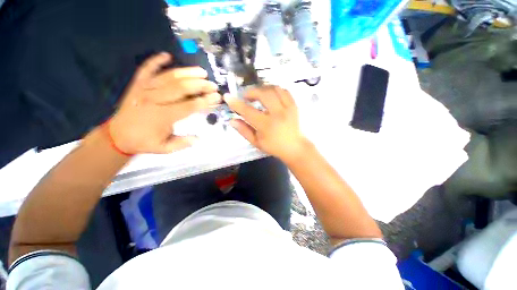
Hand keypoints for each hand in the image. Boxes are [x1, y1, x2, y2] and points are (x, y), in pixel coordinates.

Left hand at [109, 52, 220, 153]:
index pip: (189, 106)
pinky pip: (146, 68)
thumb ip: (182, 143)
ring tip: (201, 72)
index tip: (216, 98)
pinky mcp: (137, 84)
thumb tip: (199, 138)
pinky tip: (167, 55)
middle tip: (213, 85)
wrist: (117, 135)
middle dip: (200, 85)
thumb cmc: (143, 141)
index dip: (205, 101)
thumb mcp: (165, 148)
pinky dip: (156, 60)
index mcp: (163, 116)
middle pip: (181, 88)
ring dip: (187, 72)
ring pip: (169, 76)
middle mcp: (154, 99)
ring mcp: (145, 89)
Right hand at [225, 86, 309, 162]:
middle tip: (246, 97)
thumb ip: (244, 130)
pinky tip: (270, 95)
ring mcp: (288, 108)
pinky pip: (284, 91)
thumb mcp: (256, 142)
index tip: (227, 97)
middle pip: (263, 94)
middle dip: (251, 92)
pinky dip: (275, 90)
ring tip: (258, 95)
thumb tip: (231, 120)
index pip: (248, 111)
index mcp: (266, 125)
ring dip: (263, 89)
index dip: (236, 103)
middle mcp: (278, 114)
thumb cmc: (274, 146)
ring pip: (274, 89)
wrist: (294, 147)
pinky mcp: (294, 105)